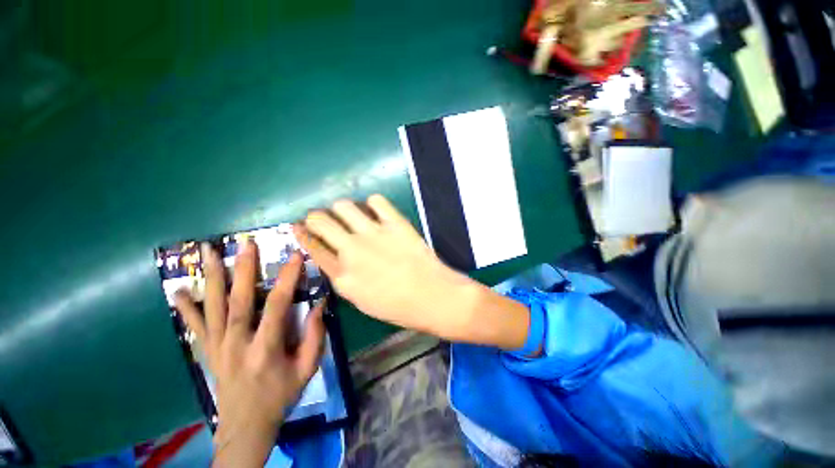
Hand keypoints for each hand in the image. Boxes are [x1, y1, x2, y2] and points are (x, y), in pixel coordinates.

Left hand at [174, 241, 324, 467]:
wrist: (245, 426)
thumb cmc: (280, 396)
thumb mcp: (307, 369)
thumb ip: (315, 336)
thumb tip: (319, 305)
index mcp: (265, 348)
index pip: (278, 305)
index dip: (288, 278)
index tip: (295, 256)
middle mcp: (237, 343)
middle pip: (240, 301)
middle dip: (243, 269)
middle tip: (246, 244)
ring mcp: (217, 347)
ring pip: (213, 307)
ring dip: (212, 278)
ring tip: (208, 252)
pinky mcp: (208, 351)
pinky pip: (195, 326)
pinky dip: (186, 308)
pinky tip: (178, 291)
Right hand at [296, 194, 528, 348]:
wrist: (433, 296)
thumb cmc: (398, 307)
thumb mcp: (361, 300)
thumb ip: (343, 277)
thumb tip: (335, 256)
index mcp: (342, 275)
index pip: (312, 246)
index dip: (302, 234)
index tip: (300, 227)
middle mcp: (352, 250)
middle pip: (320, 220)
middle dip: (315, 216)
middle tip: (322, 218)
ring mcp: (374, 234)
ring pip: (344, 205)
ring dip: (341, 208)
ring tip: (349, 214)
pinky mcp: (395, 223)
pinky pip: (376, 200)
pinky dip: (373, 204)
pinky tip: (376, 212)